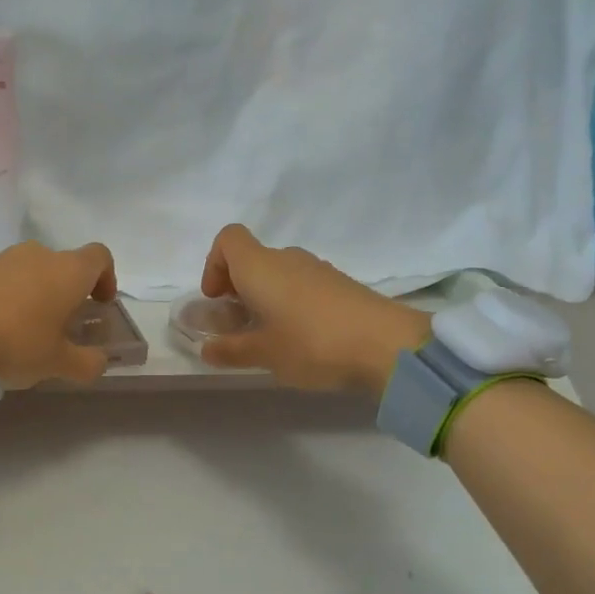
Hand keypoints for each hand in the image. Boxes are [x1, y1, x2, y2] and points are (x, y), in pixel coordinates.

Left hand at [0, 241, 118, 389]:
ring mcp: (7, 257)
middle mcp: (41, 254)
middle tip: (64, 325)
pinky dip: (14, 295)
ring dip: (40, 293)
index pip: (100, 257)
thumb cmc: (17, 343)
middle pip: (66, 266)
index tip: (100, 304)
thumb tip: (100, 360)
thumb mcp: (59, 363)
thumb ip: (88, 362)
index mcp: (69, 270)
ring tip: (30, 328)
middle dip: (70, 292)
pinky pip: (8, 277)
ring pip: (36, 270)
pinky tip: (2, 324)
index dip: (106, 278)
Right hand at [198, 224, 431, 392]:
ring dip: (264, 297)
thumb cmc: (312, 343)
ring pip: (278, 274)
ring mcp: (317, 269)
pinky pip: (301, 285)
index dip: (214, 264)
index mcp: (260, 266)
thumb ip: (230, 350)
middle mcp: (287, 259)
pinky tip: (300, 337)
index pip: (228, 239)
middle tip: (237, 324)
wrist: (387, 345)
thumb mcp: (264, 354)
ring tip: (268, 336)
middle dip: (237, 287)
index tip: (216, 298)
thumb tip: (207, 349)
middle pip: (252, 259)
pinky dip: (289, 303)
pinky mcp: (340, 284)